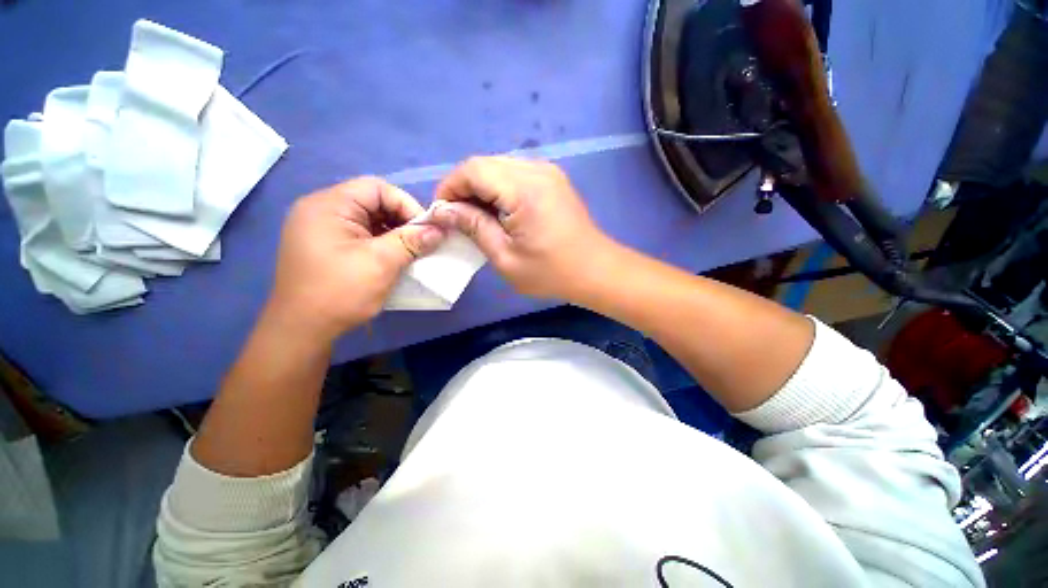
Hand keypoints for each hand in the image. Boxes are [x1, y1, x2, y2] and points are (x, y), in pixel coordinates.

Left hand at [266, 177, 444, 341]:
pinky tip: (392, 259)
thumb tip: (439, 229)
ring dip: (393, 234)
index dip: (406, 205)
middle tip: (420, 243)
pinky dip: (381, 243)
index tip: (425, 231)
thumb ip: (412, 241)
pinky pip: (360, 235)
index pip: (376, 188)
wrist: (302, 330)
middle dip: (401, 221)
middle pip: (372, 202)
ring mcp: (321, 229)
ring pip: (368, 220)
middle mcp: (321, 210)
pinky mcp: (325, 246)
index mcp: (328, 205)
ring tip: (410, 253)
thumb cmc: (340, 292)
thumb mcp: (381, 263)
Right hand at [431, 156, 613, 299]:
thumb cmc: (551, 272)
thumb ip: (474, 228)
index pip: (472, 170)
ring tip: (477, 217)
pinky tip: (499, 211)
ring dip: (482, 188)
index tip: (442, 213)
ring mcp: (548, 172)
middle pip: (485, 164)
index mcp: (524, 189)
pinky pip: (516, 174)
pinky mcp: (553, 179)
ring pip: (499, 167)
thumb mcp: (505, 257)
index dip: (450, 188)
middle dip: (464, 188)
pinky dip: (500, 189)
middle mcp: (536, 170)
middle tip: (458, 218)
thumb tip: (445, 211)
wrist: (595, 270)